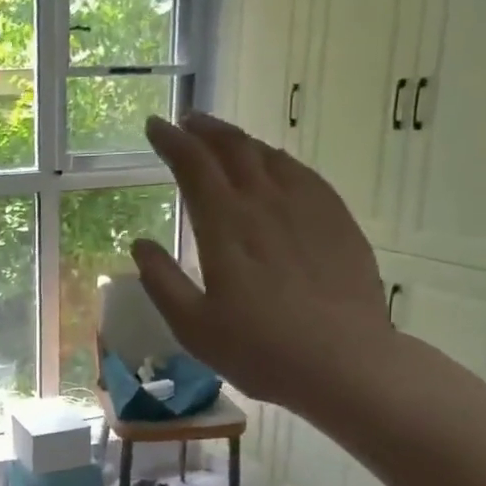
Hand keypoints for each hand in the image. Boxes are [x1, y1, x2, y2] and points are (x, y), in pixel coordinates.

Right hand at [131, 112, 393, 414]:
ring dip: (240, 141)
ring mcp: (307, 207)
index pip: (193, 166)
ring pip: (269, 156)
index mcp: (225, 225)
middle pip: (233, 149)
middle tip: (186, 122)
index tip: (155, 126)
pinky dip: (278, 160)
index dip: (171, 141)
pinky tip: (275, 167)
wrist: (345, 363)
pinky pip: (303, 173)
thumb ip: (162, 282)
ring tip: (223, 140)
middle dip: (205, 130)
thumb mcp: (193, 327)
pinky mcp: (337, 220)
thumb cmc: (260, 350)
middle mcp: (265, 203)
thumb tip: (140, 245)